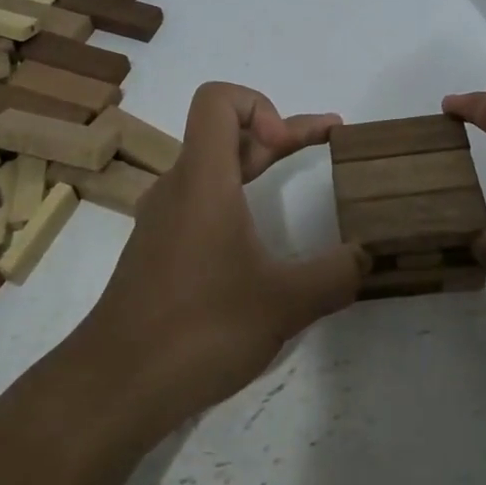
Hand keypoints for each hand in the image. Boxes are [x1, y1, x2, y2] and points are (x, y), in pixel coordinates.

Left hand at [76, 82, 364, 432]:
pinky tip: (260, 236)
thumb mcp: (284, 303)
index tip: (287, 145)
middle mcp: (179, 186)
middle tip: (330, 140)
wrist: (115, 385)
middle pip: (225, 131)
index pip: (217, 99)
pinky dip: (238, 196)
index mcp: (203, 179)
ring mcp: (164, 218)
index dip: (260, 104)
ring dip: (258, 162)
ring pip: (214, 167)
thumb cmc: (199, 329)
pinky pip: (202, 200)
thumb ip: (335, 275)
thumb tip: (370, 256)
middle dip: (280, 131)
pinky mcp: (159, 248)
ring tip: (301, 176)